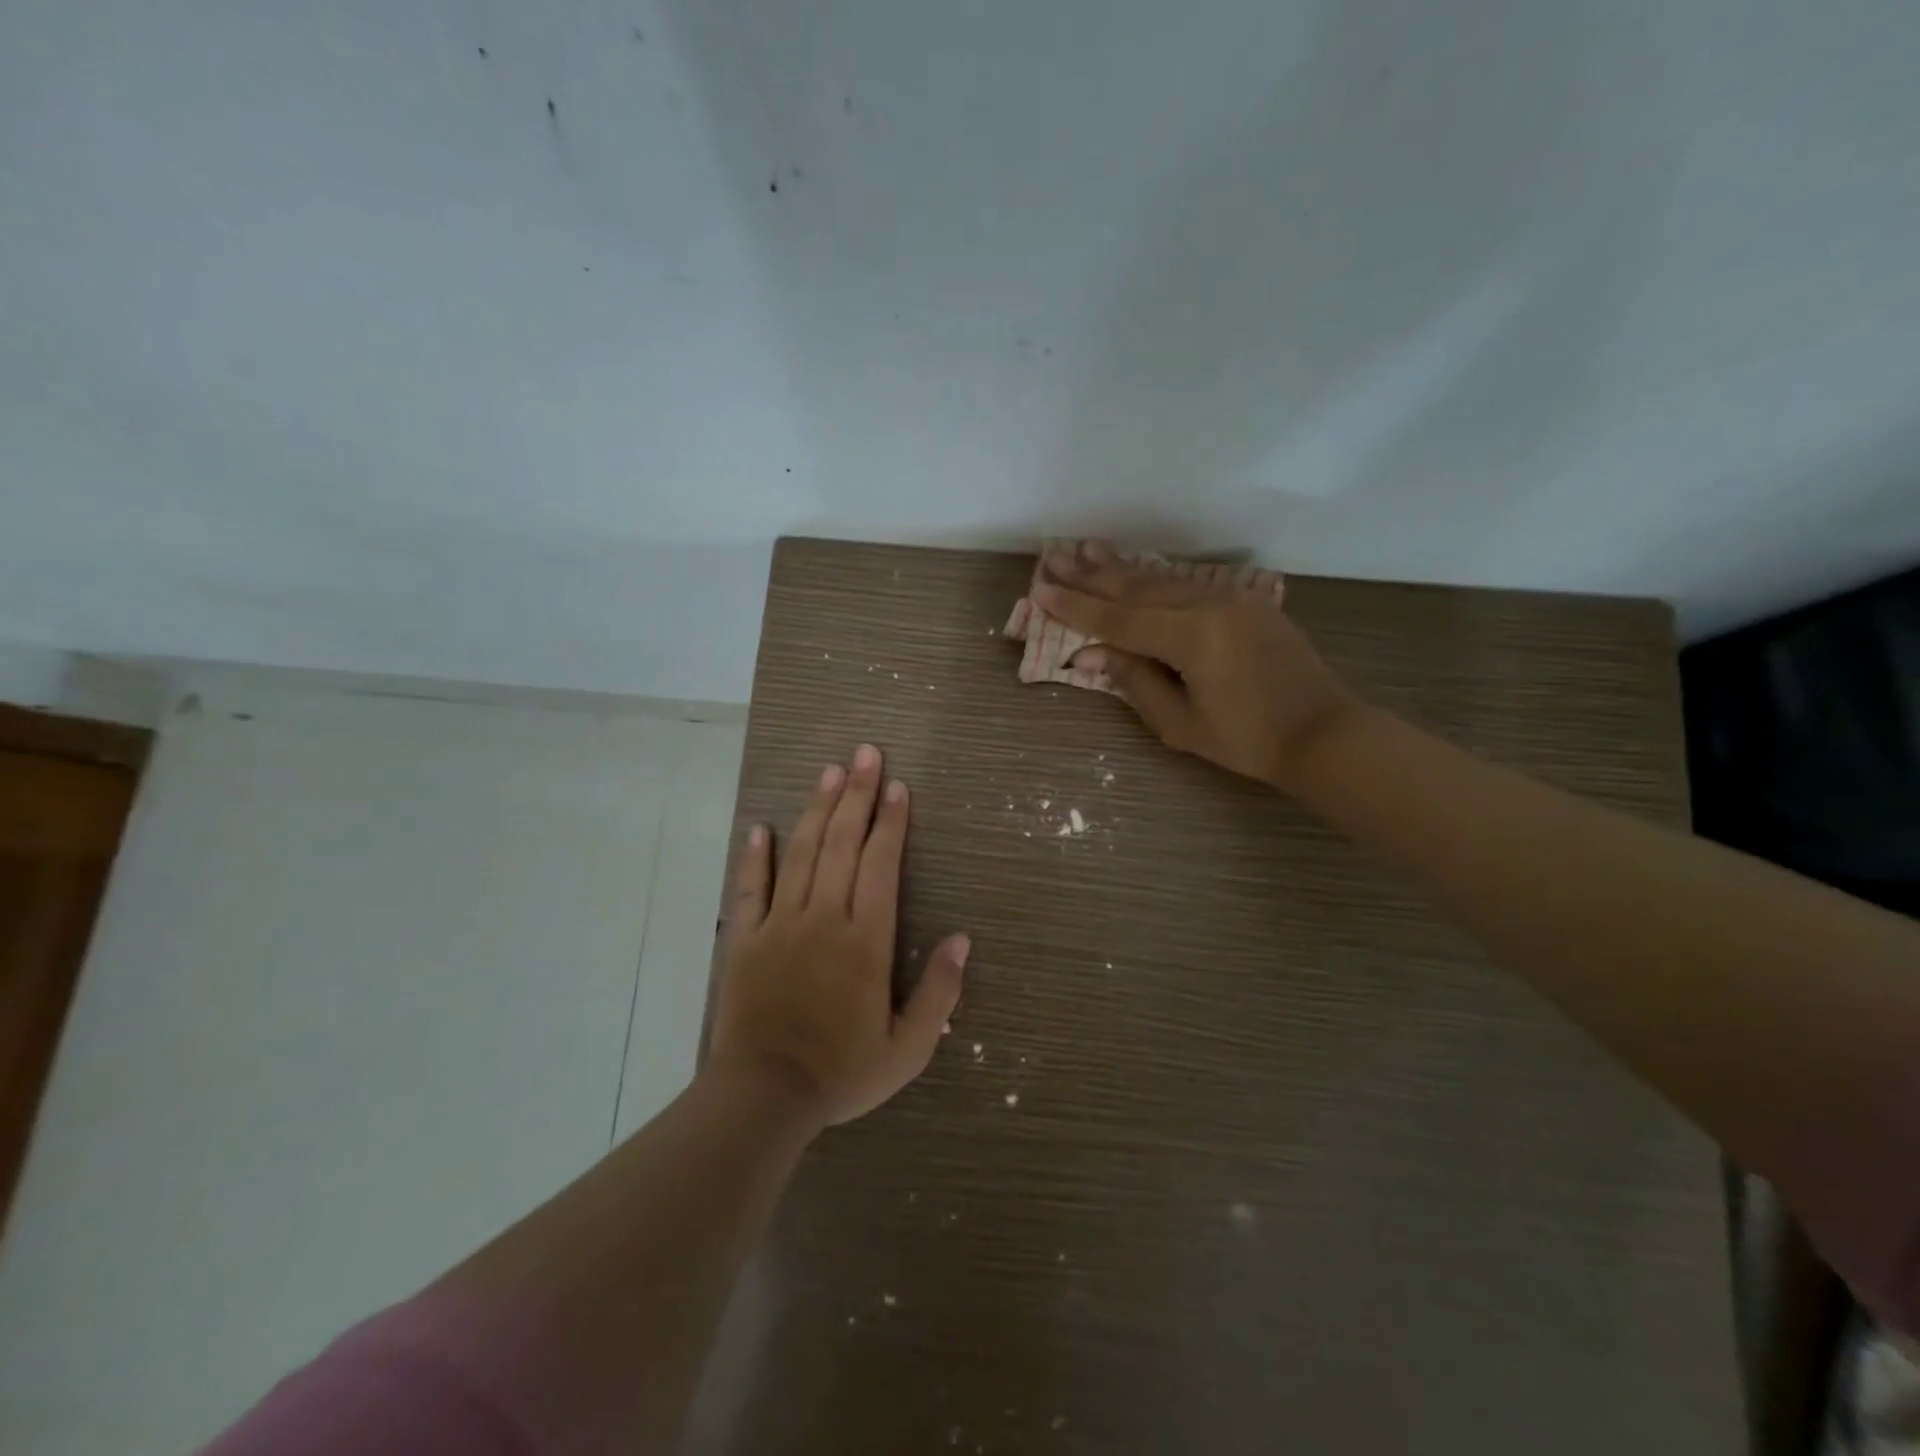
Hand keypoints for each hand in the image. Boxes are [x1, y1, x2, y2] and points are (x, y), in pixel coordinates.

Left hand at [709, 744, 969, 1128]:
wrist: (763, 1097)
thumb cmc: (841, 1073)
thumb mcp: (907, 1048)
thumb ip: (940, 993)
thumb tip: (963, 939)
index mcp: (865, 940)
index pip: (881, 864)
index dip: (891, 822)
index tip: (897, 786)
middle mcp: (824, 918)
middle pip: (842, 843)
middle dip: (857, 794)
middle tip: (866, 753)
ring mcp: (779, 924)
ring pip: (801, 853)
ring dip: (817, 809)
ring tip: (829, 771)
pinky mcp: (745, 939)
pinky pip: (750, 888)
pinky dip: (756, 855)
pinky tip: (762, 827)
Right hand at [1035, 541, 1361, 789]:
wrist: (1324, 733)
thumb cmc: (1249, 740)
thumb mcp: (1181, 723)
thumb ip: (1134, 680)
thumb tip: (1089, 653)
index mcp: (1193, 637)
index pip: (1119, 619)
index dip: (1076, 606)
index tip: (1040, 589)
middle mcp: (1210, 605)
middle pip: (1137, 588)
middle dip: (1091, 575)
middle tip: (1053, 556)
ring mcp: (1232, 598)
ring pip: (1163, 579)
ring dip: (1121, 567)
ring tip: (1086, 549)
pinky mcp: (1247, 602)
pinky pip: (1188, 584)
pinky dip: (1155, 577)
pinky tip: (1135, 569)